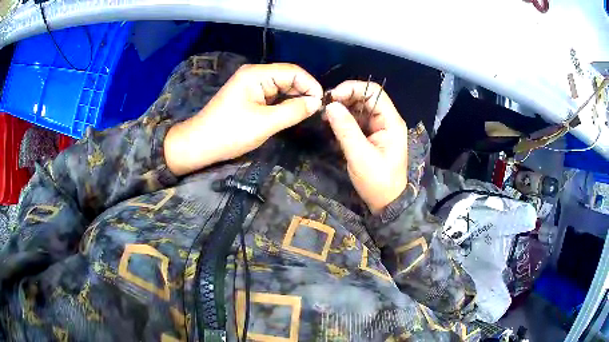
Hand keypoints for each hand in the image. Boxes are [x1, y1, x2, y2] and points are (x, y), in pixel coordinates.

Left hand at [164, 64, 322, 175]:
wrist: (199, 145)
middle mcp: (255, 74)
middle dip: (304, 92)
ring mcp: (251, 85)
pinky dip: (284, 104)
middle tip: (317, 112)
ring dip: (295, 99)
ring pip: (281, 87)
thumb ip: (293, 110)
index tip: (323, 104)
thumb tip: (317, 103)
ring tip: (308, 114)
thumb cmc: (230, 133)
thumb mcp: (265, 123)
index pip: (293, 71)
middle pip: (288, 77)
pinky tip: (292, 114)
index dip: (311, 85)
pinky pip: (272, 96)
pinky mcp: (249, 96)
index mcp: (256, 74)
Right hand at [326, 81, 408, 213]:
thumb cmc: (377, 182)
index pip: (373, 92)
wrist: (386, 203)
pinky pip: (357, 120)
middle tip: (324, 106)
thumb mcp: (360, 156)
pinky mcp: (371, 136)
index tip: (331, 97)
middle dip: (345, 98)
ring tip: (325, 115)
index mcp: (391, 122)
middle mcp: (387, 120)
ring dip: (343, 108)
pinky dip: (344, 119)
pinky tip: (332, 123)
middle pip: (366, 98)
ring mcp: (379, 128)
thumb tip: (330, 105)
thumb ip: (346, 129)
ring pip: (360, 108)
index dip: (352, 89)